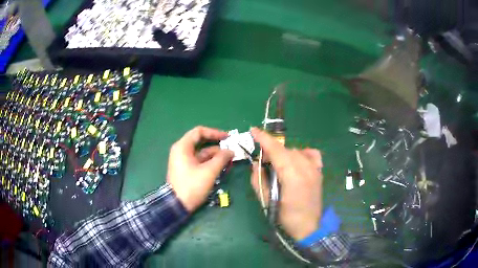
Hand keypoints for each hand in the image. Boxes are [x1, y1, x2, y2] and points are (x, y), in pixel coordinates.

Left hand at [167, 126, 233, 211]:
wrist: (177, 205)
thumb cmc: (192, 185)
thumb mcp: (209, 172)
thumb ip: (221, 159)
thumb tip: (231, 151)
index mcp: (183, 147)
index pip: (199, 132)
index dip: (215, 133)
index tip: (228, 138)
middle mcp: (182, 151)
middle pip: (201, 143)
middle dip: (217, 146)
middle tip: (231, 149)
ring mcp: (184, 161)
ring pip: (202, 153)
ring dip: (216, 156)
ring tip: (230, 161)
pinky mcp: (187, 170)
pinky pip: (200, 162)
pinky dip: (210, 163)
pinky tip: (222, 168)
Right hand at [250, 127, 322, 240]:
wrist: (309, 227)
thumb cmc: (286, 217)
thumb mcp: (267, 201)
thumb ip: (259, 180)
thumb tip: (256, 164)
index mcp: (292, 175)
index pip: (276, 150)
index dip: (264, 138)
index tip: (253, 130)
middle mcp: (305, 167)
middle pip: (285, 150)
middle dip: (271, 151)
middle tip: (262, 161)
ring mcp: (314, 168)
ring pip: (296, 151)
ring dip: (284, 154)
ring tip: (278, 165)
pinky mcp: (319, 172)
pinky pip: (311, 154)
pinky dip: (302, 153)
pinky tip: (297, 160)